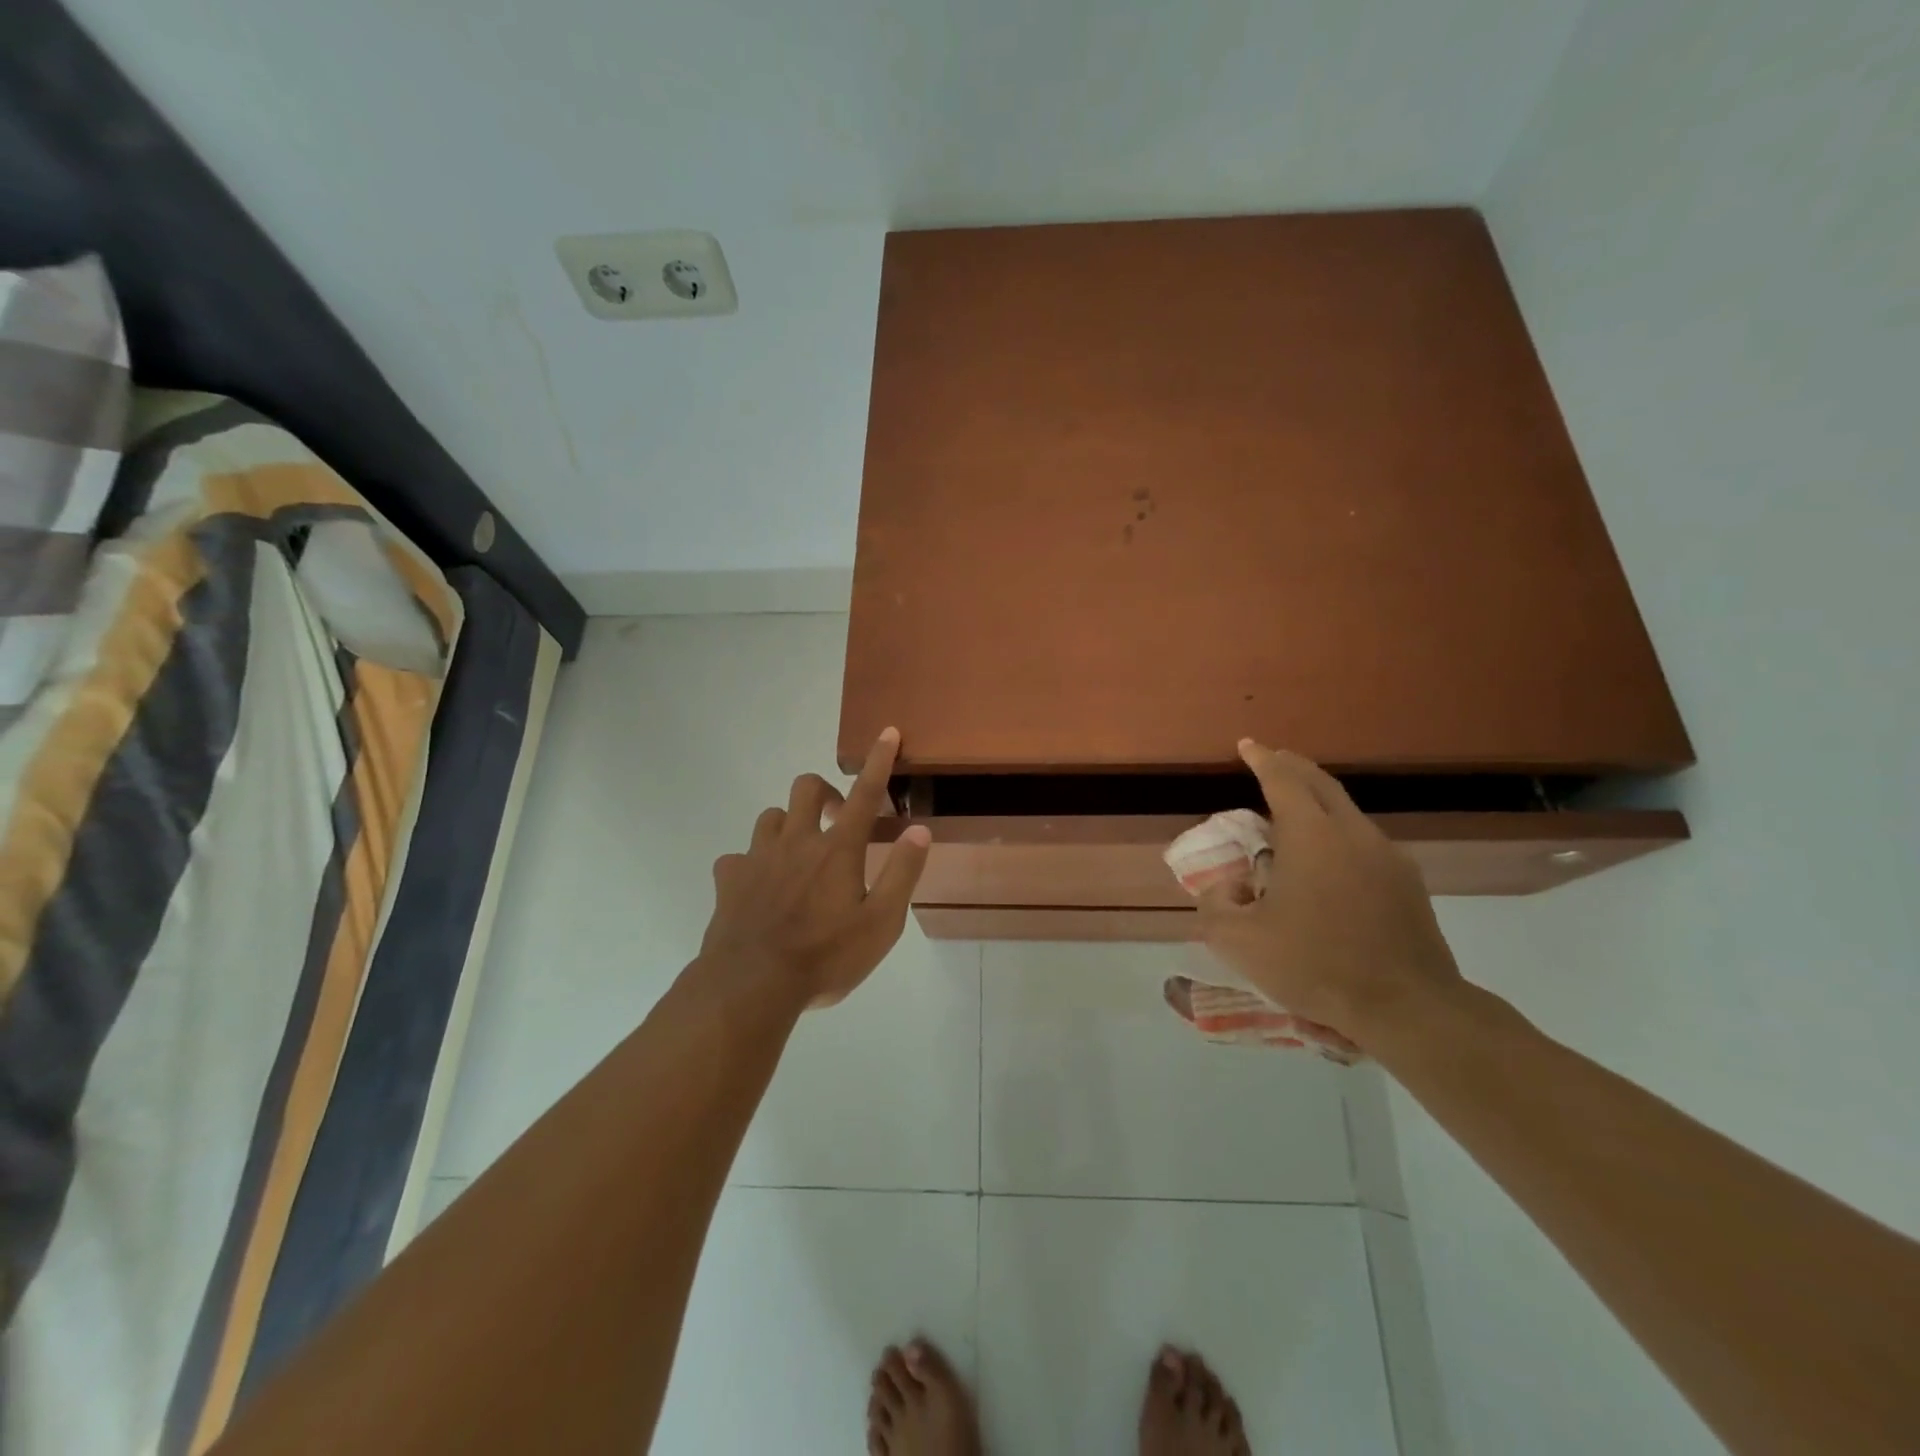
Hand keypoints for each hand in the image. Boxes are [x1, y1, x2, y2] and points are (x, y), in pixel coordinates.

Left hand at [697, 728, 931, 1007]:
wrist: (750, 986)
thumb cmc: (825, 957)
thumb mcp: (880, 924)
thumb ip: (902, 874)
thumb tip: (919, 830)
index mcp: (837, 850)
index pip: (865, 794)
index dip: (879, 761)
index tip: (886, 732)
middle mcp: (796, 842)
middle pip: (806, 788)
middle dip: (825, 792)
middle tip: (838, 820)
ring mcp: (757, 857)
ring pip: (771, 816)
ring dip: (789, 824)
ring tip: (799, 853)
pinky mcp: (729, 879)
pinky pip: (738, 856)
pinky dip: (752, 864)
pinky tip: (758, 887)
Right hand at [1198, 740, 1465, 1047]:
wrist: (1407, 1006)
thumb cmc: (1315, 965)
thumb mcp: (1239, 942)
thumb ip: (1215, 906)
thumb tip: (1223, 888)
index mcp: (1311, 835)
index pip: (1283, 779)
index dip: (1261, 759)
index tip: (1247, 745)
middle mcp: (1352, 833)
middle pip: (1320, 783)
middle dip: (1292, 766)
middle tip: (1270, 761)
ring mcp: (1387, 856)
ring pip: (1346, 811)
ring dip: (1317, 802)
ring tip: (1293, 815)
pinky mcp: (1408, 883)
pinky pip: (1364, 841)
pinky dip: (1338, 833)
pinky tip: (1329, 862)